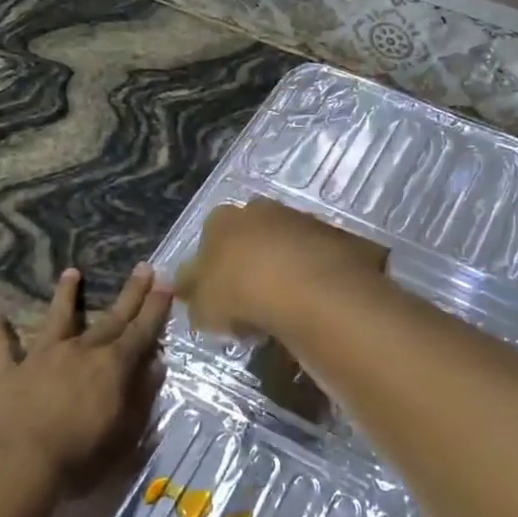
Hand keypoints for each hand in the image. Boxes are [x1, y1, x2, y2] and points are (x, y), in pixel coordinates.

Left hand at [0, 264, 172, 494]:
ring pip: (56, 319)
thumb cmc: (79, 459)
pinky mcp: (7, 373)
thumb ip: (141, 397)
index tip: (167, 282)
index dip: (157, 308)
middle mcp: (80, 352)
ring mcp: (41, 358)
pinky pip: (1, 349)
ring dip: (65, 296)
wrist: (15, 466)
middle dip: (131, 293)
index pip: (142, 332)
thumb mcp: (125, 435)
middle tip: (144, 267)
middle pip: (110, 318)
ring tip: (71, 272)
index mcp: (113, 367)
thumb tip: (155, 366)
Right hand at [173, 199, 387, 337]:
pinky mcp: (331, 233)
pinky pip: (313, 256)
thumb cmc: (240, 292)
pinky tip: (310, 300)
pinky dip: (310, 275)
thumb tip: (186, 290)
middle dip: (247, 264)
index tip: (217, 299)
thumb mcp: (202, 305)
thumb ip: (192, 296)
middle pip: (247, 237)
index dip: (211, 270)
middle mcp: (258, 210)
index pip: (208, 240)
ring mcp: (297, 218)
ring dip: (281, 268)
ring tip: (282, 306)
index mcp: (220, 220)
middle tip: (249, 303)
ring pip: (282, 244)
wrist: (308, 285)